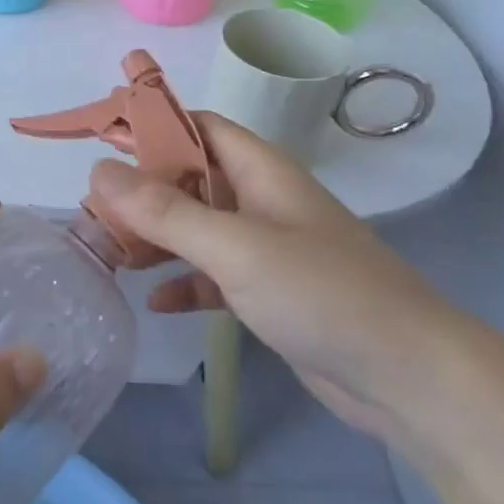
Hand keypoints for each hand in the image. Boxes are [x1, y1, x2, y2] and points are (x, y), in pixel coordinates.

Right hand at [89, 114, 454, 438]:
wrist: (410, 378)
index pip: (198, 127)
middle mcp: (262, 200)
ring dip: (158, 237)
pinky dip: (185, 282)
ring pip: (198, 228)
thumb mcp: (234, 247)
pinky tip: (156, 301)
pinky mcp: (271, 292)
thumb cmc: (321, 293)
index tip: (101, 137)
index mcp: (261, 170)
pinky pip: (214, 275)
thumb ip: (165, 211)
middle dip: (143, 189)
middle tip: (93, 207)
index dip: (152, 125)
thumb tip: (98, 171)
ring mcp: (268, 248)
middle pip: (191, 178)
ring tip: (110, 251)